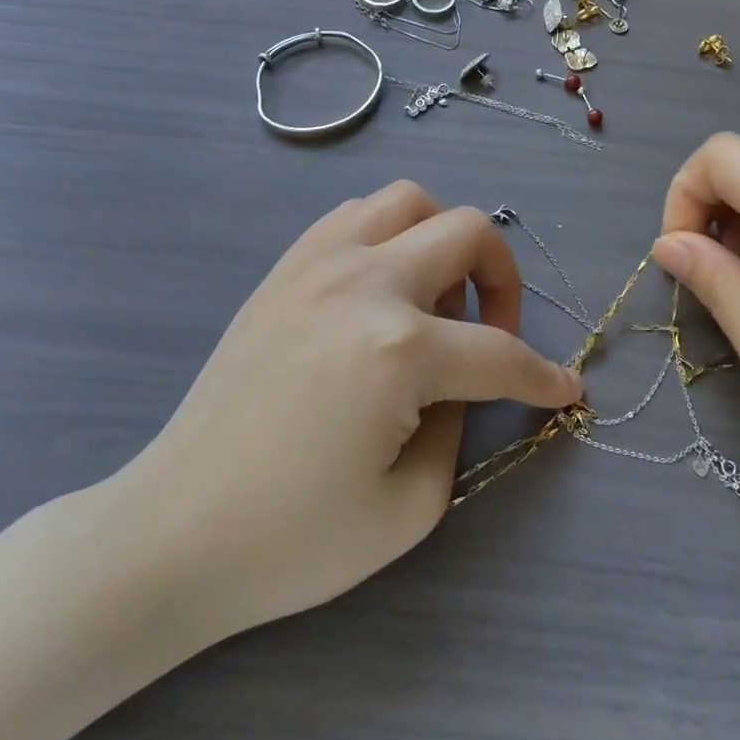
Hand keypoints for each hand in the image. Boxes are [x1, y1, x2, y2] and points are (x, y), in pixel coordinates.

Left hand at [116, 181, 582, 636]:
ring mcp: (319, 263)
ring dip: (442, 239)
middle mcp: (366, 282)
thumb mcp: (412, 505)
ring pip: (410, 200)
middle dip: (503, 279)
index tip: (564, 391)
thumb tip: (462, 382)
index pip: (500, 352)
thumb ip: (458, 424)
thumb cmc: (293, 538)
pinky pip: (355, 215)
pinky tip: (381, 287)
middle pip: (468, 232)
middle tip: (494, 330)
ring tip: (434, 298)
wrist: (175, 530)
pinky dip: (388, 234)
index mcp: (400, 349)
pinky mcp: (285, 267)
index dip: (542, 377)